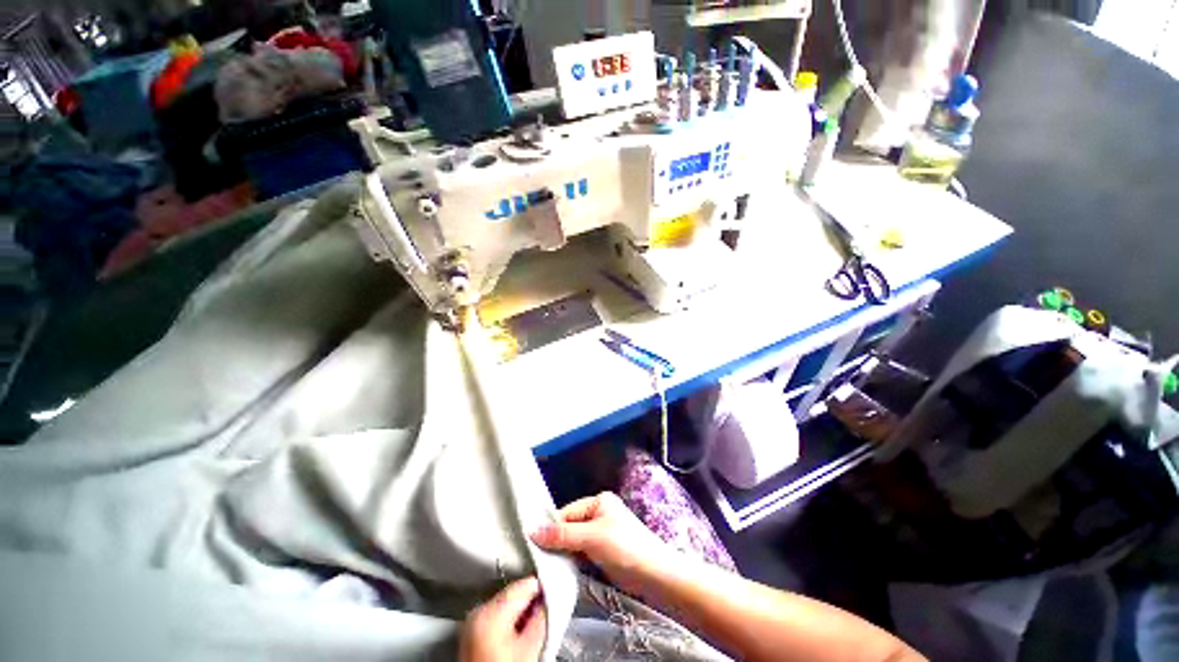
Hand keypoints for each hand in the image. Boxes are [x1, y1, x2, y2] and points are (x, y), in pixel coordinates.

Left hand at [460, 577, 546, 661]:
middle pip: (515, 594)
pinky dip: (509, 623)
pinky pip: (496, 617)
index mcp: (490, 609)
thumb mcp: (530, 646)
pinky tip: (515, 639)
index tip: (554, 597)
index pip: (526, 583)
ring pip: (506, 605)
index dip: (543, 589)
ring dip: (521, 614)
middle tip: (543, 619)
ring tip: (529, 633)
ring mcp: (472, 622)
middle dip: (531, 604)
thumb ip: (543, 616)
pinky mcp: (471, 633)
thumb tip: (552, 597)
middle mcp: (477, 610)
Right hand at [530, 492, 675, 596]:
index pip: (567, 511)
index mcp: (598, 501)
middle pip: (569, 526)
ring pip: (574, 541)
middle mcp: (599, 514)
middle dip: (557, 540)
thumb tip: (532, 531)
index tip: (532, 543)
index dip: (551, 527)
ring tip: (547, 566)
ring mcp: (601, 533)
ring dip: (564, 552)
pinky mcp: (603, 552)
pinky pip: (581, 552)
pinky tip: (562, 570)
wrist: (655, 575)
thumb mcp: (592, 537)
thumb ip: (563, 534)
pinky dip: (573, 560)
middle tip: (538, 557)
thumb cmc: (625, 547)